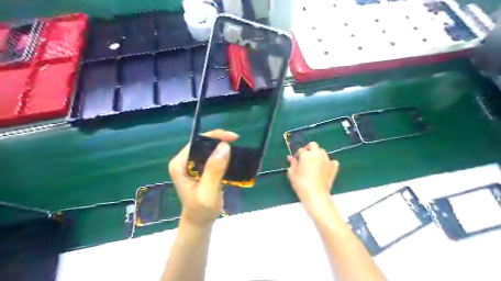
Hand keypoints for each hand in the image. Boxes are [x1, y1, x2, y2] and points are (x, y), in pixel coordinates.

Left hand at [168, 130, 238, 227]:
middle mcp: (184, 161)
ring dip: (222, 147)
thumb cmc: (202, 210)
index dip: (215, 136)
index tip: (233, 138)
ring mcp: (191, 165)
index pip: (197, 142)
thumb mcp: (208, 192)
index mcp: (180, 164)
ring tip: (237, 149)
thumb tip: (224, 146)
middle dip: (220, 140)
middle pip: (203, 143)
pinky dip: (223, 155)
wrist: (200, 222)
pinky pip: (212, 156)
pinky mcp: (200, 169)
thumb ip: (214, 171)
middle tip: (237, 142)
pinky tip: (232, 157)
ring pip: (209, 148)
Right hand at [286, 142, 339, 215]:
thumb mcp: (292, 173)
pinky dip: (328, 162)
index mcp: (306, 155)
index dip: (298, 155)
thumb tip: (290, 158)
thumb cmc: (301, 184)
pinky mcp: (334, 167)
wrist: (316, 195)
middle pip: (313, 145)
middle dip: (309, 149)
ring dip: (318, 154)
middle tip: (305, 157)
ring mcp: (327, 160)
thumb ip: (292, 163)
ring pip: (322, 152)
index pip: (301, 150)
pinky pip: (332, 161)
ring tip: (314, 163)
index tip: (296, 161)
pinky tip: (324, 168)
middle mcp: (317, 154)